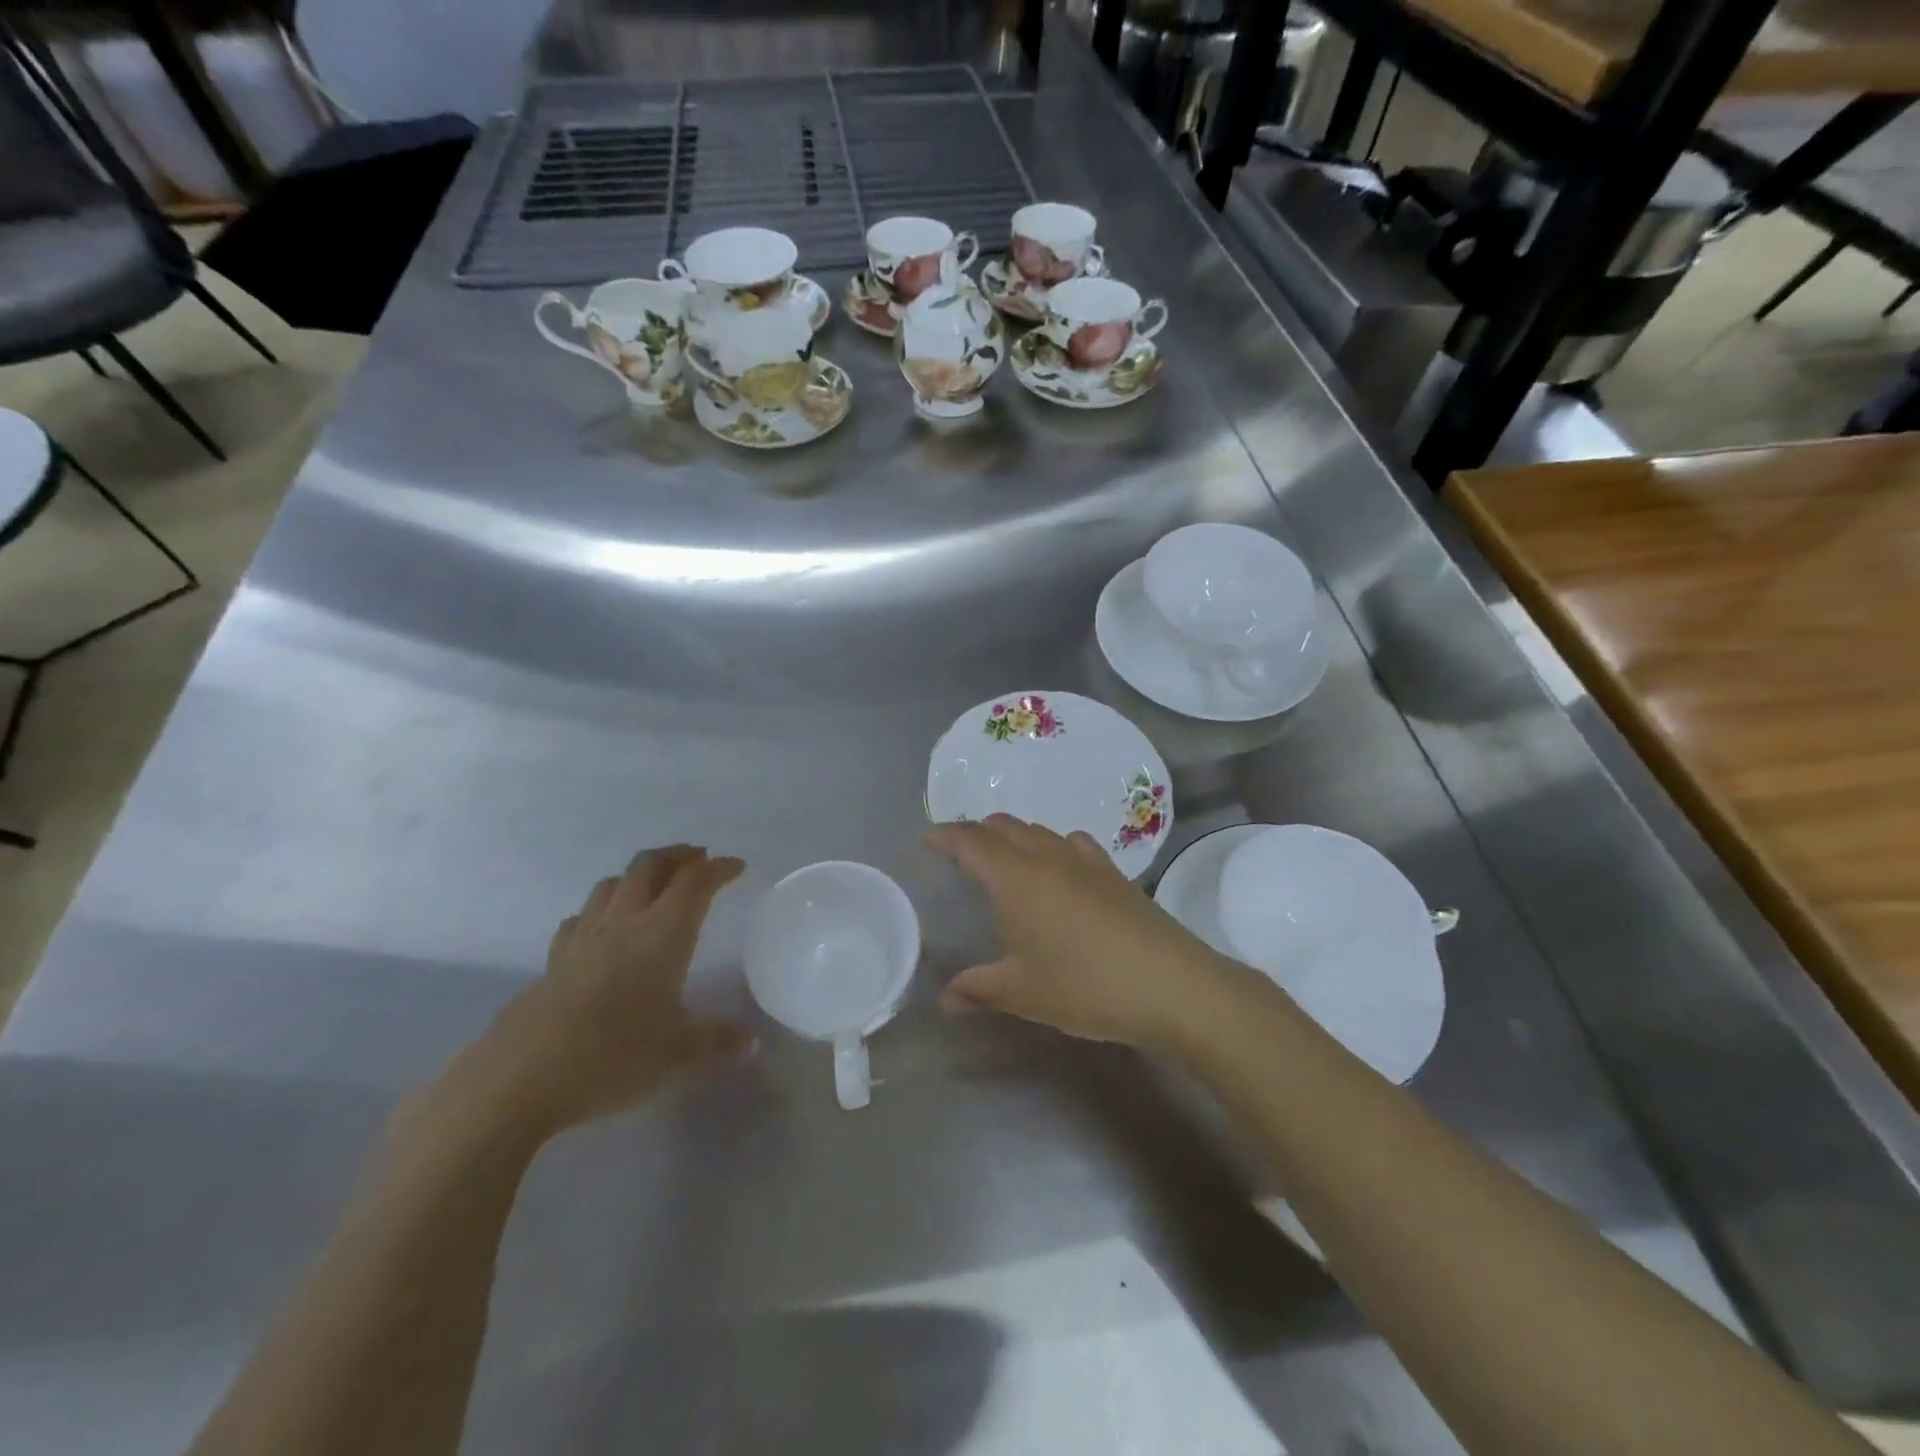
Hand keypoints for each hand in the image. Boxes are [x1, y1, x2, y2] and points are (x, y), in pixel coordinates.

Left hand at [427, 846, 747, 1144]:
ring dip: (637, 875)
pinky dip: (599, 910)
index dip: (719, 868)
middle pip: (649, 867)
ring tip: (653, 886)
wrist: (520, 1080)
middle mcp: (624, 924)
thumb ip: (719, 1042)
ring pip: (611, 885)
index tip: (737, 867)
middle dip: (677, 856)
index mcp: (663, 934)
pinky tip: (601, 928)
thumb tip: (752, 1043)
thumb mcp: (681, 1054)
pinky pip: (580, 919)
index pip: (696, 883)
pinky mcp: (553, 963)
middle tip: (697, 859)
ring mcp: (583, 940)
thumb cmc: (615, 1056)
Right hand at [926, 814, 1233, 1050]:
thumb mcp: (1023, 993)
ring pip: (1039, 831)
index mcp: (1016, 878)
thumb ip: (979, 989)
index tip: (927, 838)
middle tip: (960, 852)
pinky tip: (1060, 869)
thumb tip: (946, 998)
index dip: (946, 835)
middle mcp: (1047, 856)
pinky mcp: (1114, 872)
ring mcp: (1084, 860)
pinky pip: (1072, 843)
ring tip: (1005, 859)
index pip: (971, 841)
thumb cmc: (1084, 986)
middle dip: (977, 832)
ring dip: (1014, 836)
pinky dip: (1053, 846)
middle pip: (1004, 826)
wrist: (1169, 983)